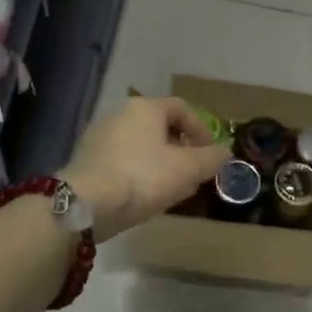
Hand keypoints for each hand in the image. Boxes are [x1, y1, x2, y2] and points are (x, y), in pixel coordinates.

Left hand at [61, 96, 229, 241]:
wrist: (86, 203)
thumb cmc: (143, 178)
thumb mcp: (188, 169)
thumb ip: (212, 159)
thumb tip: (225, 152)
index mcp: (145, 107)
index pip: (182, 108)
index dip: (202, 130)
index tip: (210, 155)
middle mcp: (120, 113)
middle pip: (160, 126)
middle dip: (181, 149)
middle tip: (192, 173)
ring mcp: (99, 135)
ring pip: (140, 145)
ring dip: (159, 162)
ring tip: (170, 188)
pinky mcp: (86, 159)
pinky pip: (122, 160)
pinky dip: (138, 172)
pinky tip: (143, 195)